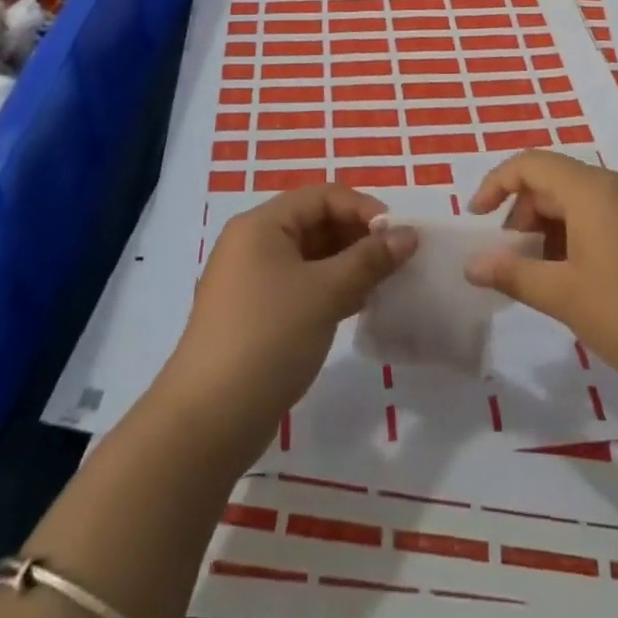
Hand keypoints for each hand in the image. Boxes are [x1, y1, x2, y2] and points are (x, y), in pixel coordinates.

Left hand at [160, 185, 416, 461]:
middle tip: (398, 260)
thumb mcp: (325, 293)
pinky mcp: (257, 315)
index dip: (363, 209)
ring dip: (348, 264)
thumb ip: (369, 260)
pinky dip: (331, 289)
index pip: (321, 197)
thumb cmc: (268, 338)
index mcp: (261, 225)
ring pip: (311, 257)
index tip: (399, 234)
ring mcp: (252, 281)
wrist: (209, 420)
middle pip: (315, 223)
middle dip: (358, 236)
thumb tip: (408, 235)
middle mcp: (253, 244)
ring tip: (386, 282)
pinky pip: (302, 286)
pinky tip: (360, 305)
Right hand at [464, 151, 617, 401]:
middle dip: (522, 215)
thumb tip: (471, 263)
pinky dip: (578, 241)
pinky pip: (604, 221)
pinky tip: (581, 285)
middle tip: (510, 261)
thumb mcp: (565, 297)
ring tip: (543, 279)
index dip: (494, 185)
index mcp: (591, 190)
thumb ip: (513, 274)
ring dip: (549, 231)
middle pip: (553, 182)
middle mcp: (617, 187)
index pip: (529, 164)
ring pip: (579, 204)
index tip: (475, 220)